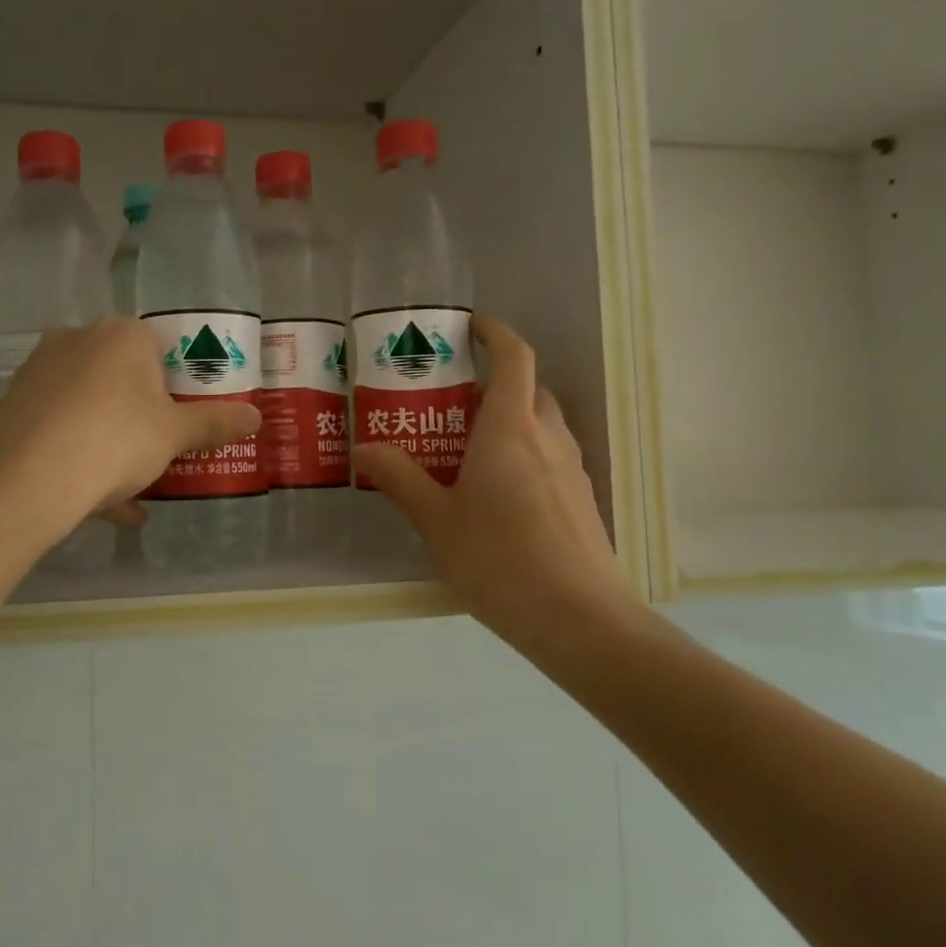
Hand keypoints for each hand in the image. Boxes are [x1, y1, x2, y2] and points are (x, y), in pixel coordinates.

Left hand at [0, 318, 260, 535]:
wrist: (27, 480)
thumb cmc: (116, 439)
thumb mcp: (175, 435)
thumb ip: (215, 423)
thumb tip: (256, 415)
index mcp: (120, 334)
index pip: (158, 343)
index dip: (175, 379)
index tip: (181, 413)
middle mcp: (75, 340)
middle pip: (119, 373)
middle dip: (139, 410)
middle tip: (158, 446)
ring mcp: (37, 373)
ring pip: (86, 405)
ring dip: (110, 440)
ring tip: (132, 487)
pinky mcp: (11, 407)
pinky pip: (57, 429)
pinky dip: (78, 457)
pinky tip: (100, 505)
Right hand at [352, 317, 636, 645]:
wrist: (580, 620)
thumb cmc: (500, 559)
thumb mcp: (437, 521)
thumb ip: (400, 479)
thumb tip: (364, 449)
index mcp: (510, 429)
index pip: (514, 357)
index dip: (495, 332)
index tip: (471, 326)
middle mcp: (547, 438)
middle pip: (529, 389)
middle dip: (495, 383)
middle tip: (452, 402)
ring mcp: (572, 470)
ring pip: (542, 425)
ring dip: (511, 420)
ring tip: (469, 449)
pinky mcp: (581, 501)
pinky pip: (550, 458)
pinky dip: (525, 455)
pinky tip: (498, 495)